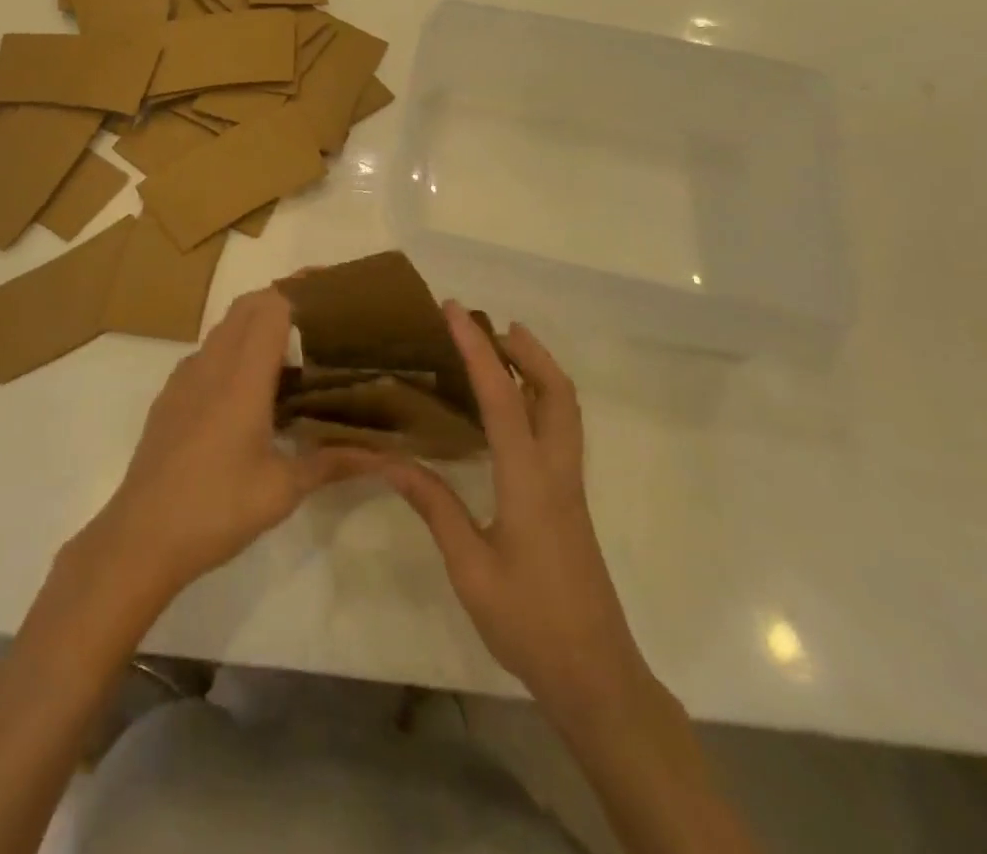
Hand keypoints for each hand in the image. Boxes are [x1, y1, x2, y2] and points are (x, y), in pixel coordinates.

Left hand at [82, 289, 372, 604]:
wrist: (139, 538)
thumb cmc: (216, 509)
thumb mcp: (282, 490)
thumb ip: (331, 461)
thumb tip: (384, 456)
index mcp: (242, 377)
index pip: (271, 307)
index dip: (300, 291)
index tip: (331, 294)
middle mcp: (211, 365)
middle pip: (246, 306)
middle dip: (281, 299)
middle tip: (319, 320)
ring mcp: (184, 378)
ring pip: (224, 328)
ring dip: (255, 324)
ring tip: (291, 352)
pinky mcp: (170, 397)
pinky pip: (207, 354)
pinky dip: (232, 350)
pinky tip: (250, 389)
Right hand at [378, 304, 650, 716]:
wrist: (596, 676)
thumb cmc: (529, 622)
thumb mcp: (469, 567)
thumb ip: (434, 506)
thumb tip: (390, 460)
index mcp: (530, 480)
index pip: (503, 397)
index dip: (477, 348)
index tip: (454, 310)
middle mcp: (557, 471)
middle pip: (556, 390)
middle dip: (526, 348)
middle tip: (488, 324)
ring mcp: (570, 486)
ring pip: (566, 408)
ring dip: (538, 369)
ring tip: (501, 351)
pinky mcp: (570, 501)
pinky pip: (560, 429)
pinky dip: (539, 398)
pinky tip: (512, 411)